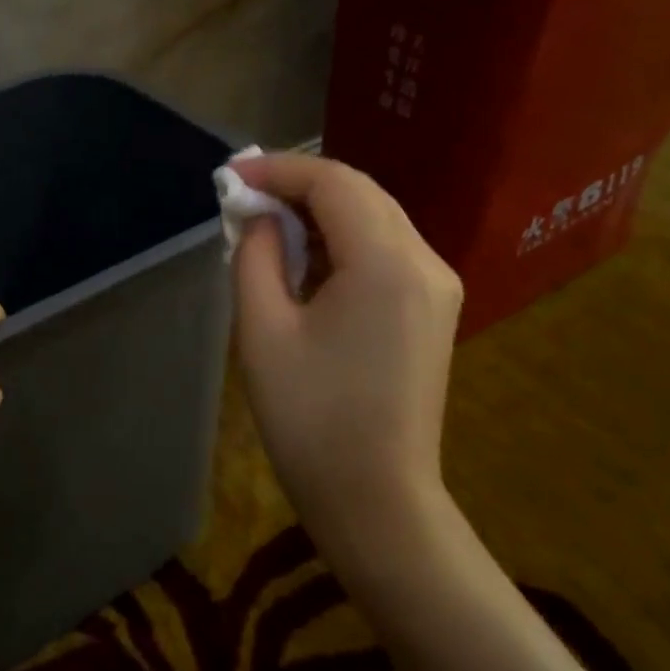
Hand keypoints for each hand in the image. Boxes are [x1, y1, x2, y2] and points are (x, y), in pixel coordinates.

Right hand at [229, 153, 462, 577]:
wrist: (376, 499)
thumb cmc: (310, 419)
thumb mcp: (263, 331)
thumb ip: (256, 257)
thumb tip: (259, 219)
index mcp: (386, 263)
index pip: (334, 183)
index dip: (279, 171)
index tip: (231, 177)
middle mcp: (426, 261)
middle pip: (361, 193)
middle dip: (300, 186)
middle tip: (244, 198)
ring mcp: (438, 286)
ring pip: (376, 219)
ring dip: (321, 213)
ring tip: (267, 228)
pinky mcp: (434, 310)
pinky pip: (386, 251)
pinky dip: (343, 242)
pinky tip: (306, 261)